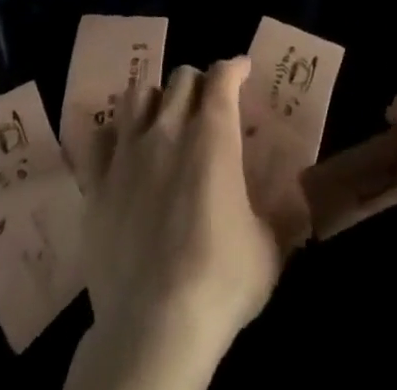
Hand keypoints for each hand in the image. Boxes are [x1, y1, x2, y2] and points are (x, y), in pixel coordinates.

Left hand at [67, 59, 283, 389]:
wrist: (153, 328)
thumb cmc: (221, 281)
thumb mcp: (269, 248)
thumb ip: (282, 214)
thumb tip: (300, 201)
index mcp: (213, 134)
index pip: (222, 75)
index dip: (234, 68)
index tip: (242, 71)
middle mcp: (169, 128)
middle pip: (181, 78)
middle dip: (198, 83)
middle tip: (207, 104)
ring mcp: (128, 153)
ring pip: (137, 95)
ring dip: (155, 100)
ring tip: (163, 118)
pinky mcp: (96, 183)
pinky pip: (100, 138)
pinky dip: (114, 136)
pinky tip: (123, 150)